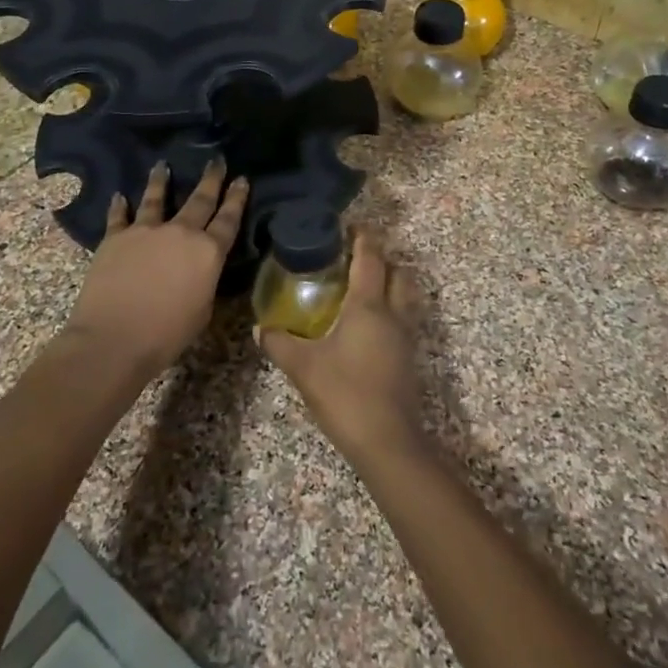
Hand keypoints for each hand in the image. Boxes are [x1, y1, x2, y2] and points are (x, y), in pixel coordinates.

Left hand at [65, 159, 248, 376]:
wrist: (114, 338)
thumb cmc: (166, 335)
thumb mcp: (202, 311)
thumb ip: (204, 282)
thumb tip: (200, 270)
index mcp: (208, 253)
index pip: (228, 219)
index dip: (237, 198)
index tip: (242, 178)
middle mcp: (180, 233)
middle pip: (200, 200)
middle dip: (211, 179)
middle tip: (216, 160)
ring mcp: (146, 231)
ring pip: (156, 198)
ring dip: (161, 181)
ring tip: (162, 165)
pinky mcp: (116, 237)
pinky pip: (119, 216)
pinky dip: (120, 206)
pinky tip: (120, 196)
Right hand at [257, 231, 427, 462]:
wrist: (388, 442)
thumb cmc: (345, 394)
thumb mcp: (303, 367)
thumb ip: (279, 343)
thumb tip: (258, 328)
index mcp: (368, 306)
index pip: (370, 259)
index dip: (363, 238)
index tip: (351, 225)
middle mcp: (393, 314)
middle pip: (398, 272)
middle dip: (382, 258)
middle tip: (356, 257)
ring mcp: (405, 337)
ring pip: (406, 296)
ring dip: (391, 283)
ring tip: (365, 286)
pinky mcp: (409, 359)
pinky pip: (404, 319)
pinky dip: (392, 309)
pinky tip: (369, 324)